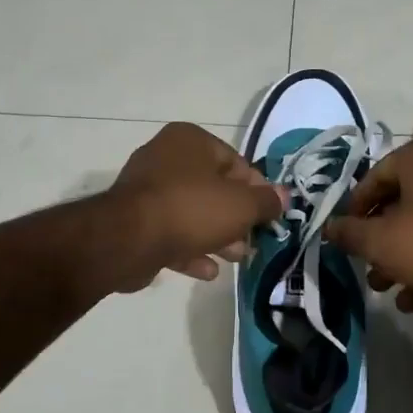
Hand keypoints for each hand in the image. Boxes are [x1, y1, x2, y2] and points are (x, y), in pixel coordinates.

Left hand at [104, 123, 284, 292]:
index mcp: (190, 141)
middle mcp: (165, 157)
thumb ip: (265, 201)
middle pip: (213, 189)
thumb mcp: (241, 205)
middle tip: (252, 242)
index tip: (270, 215)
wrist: (128, 239)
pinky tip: (208, 271)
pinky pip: (170, 232)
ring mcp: (146, 190)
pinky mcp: (135, 221)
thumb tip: (284, 196)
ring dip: (216, 237)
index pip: (236, 162)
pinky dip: (190, 249)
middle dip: (236, 219)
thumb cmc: (192, 209)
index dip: (257, 191)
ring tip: (236, 259)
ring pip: (192, 213)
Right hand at [324, 137, 412, 309]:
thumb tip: (330, 227)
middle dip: (379, 242)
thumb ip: (349, 233)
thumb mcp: (379, 241)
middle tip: (366, 268)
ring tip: (385, 288)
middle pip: (400, 204)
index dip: (354, 211)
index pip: (374, 178)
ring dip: (401, 258)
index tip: (345, 238)